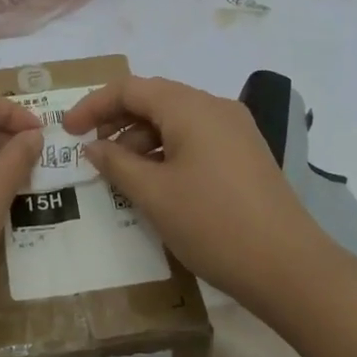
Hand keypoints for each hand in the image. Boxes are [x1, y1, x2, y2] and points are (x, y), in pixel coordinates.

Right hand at [63, 76, 320, 311]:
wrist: (290, 268)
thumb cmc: (213, 224)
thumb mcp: (154, 195)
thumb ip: (116, 163)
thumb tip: (93, 146)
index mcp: (191, 107)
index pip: (130, 88)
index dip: (93, 105)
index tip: (66, 131)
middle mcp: (215, 106)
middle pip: (154, 99)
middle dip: (117, 120)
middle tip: (90, 150)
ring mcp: (235, 129)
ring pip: (176, 119)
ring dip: (142, 138)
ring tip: (121, 173)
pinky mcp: (246, 153)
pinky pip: (196, 137)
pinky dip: (167, 150)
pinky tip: (156, 181)